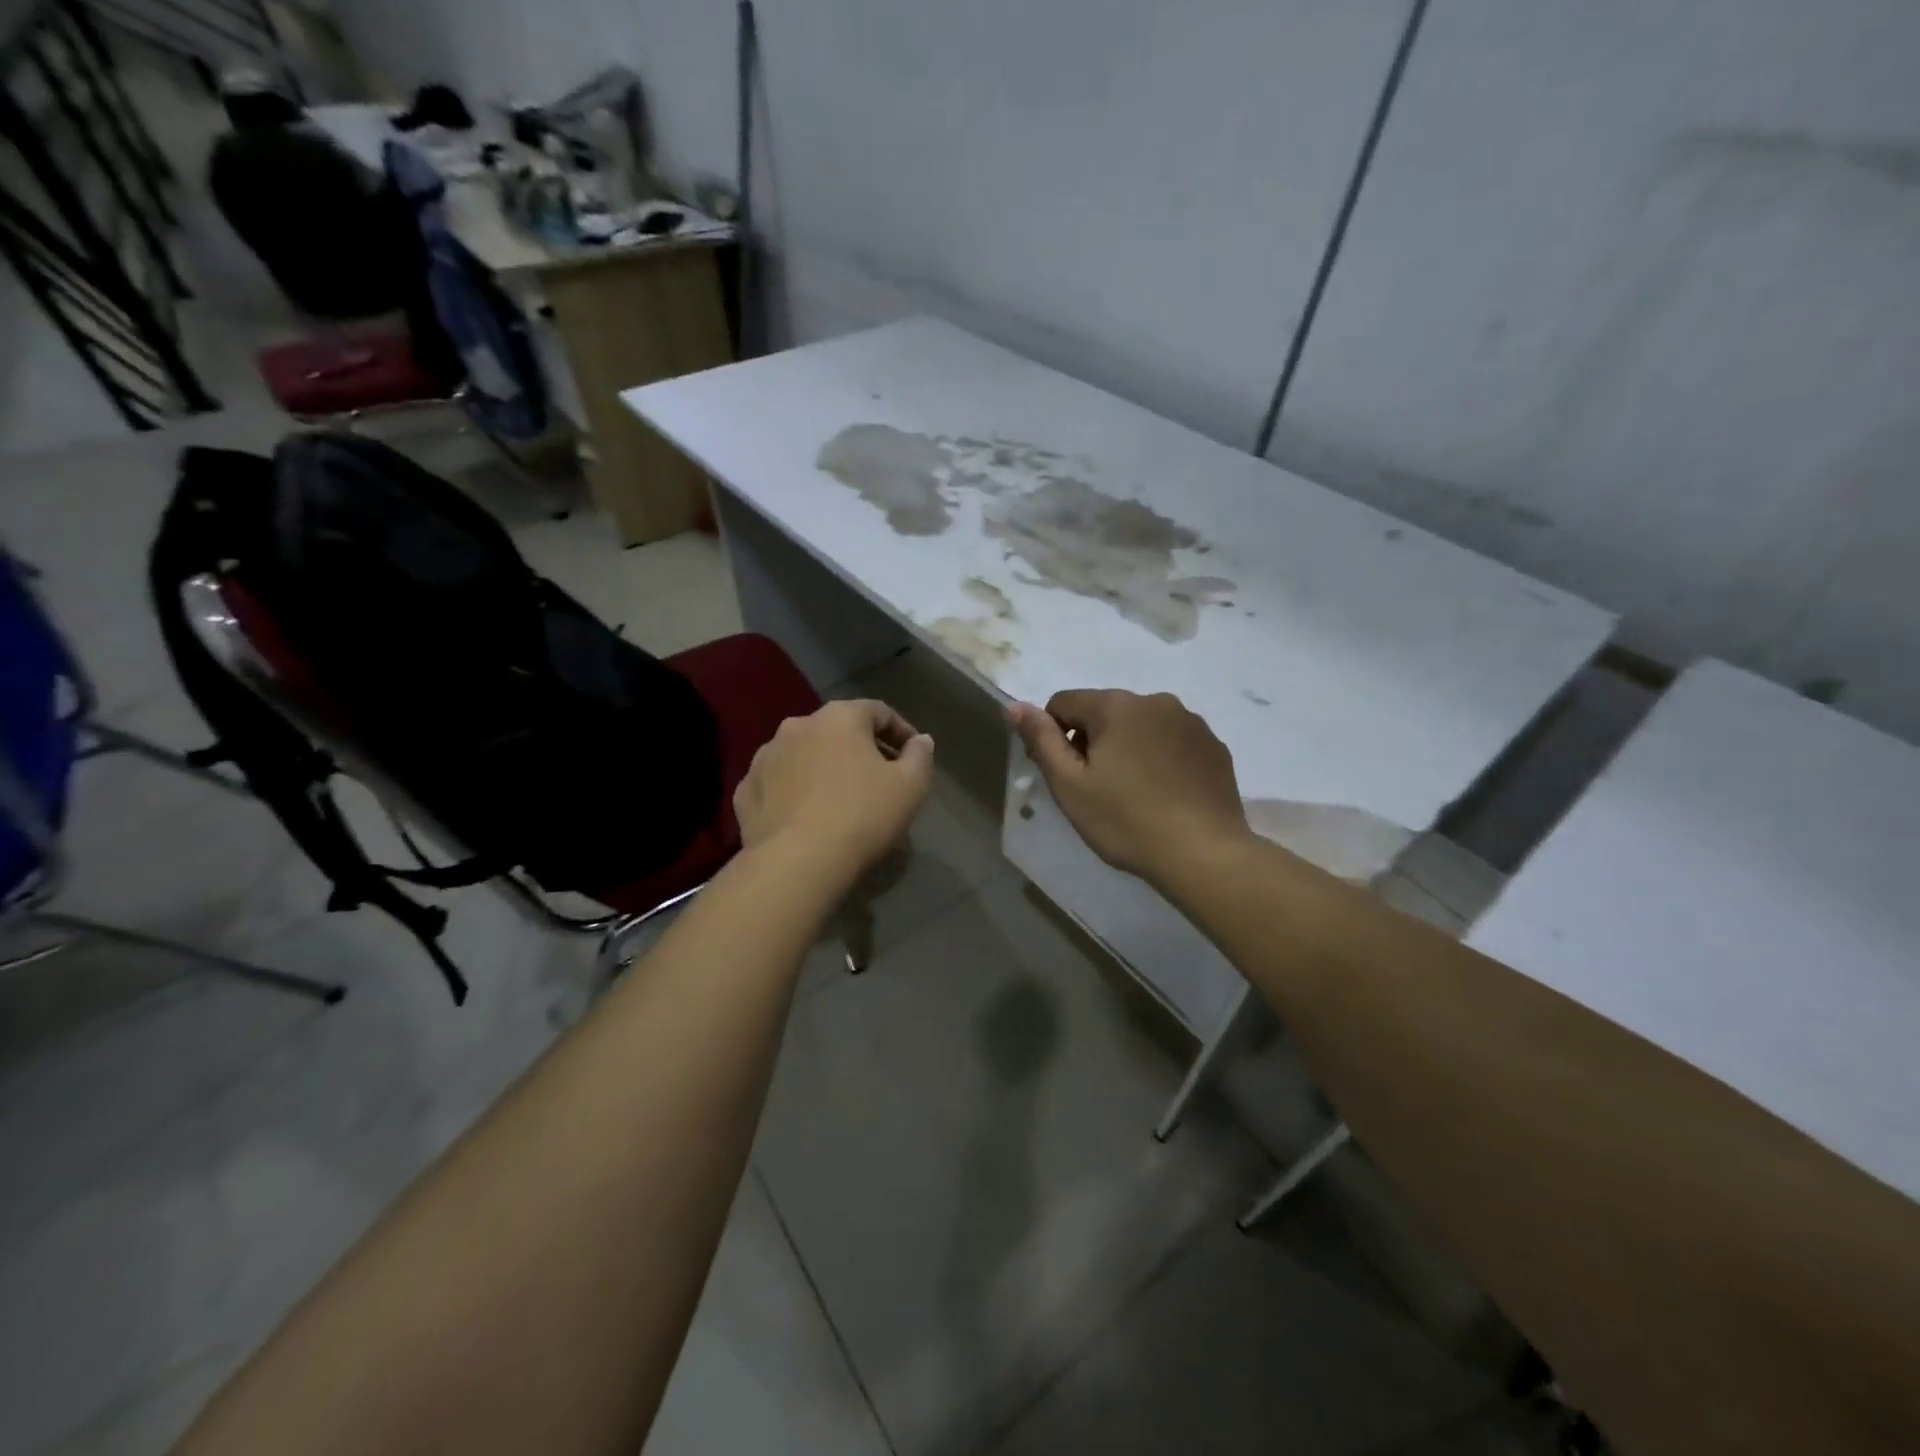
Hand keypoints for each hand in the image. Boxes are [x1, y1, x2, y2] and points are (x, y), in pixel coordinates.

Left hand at [734, 699, 934, 882]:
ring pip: (804, 754)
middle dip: (860, 748)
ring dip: (824, 767)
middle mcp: (797, 726)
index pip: (877, 711)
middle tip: (879, 776)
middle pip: (837, 730)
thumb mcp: (910, 787)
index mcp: (839, 717)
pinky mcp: (745, 791)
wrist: (796, 863)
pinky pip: (778, 782)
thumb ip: (920, 756)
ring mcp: (764, 757)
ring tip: (840, 797)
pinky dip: (795, 790)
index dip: (901, 730)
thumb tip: (920, 741)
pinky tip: (807, 815)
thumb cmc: (862, 816)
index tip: (913, 754)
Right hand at [1010, 690, 1249, 889]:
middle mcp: (1155, 701)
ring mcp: (1190, 722)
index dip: (1053, 737)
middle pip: (1104, 712)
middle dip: (1093, 742)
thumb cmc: (1126, 820)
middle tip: (1097, 790)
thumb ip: (1041, 740)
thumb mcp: (1070, 785)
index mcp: (1115, 706)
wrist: (1203, 854)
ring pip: (1140, 726)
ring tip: (1133, 794)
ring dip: (1128, 748)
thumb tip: (1015, 706)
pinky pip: (1172, 742)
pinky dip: (1160, 759)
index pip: (1064, 703)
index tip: (1065, 775)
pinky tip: (1164, 795)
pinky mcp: (1214, 746)